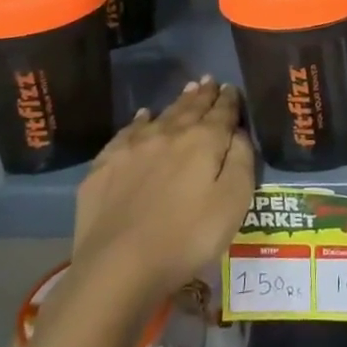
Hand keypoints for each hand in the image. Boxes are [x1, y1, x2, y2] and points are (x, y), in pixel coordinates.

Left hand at [71, 78, 255, 302]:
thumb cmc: (187, 238)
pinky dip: (140, 120)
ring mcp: (133, 147)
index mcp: (203, 141)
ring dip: (177, 102)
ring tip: (187, 90)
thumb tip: (238, 132)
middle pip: (191, 108)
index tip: (232, 88)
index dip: (229, 100)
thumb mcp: (233, 202)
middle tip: (209, 80)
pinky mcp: (105, 166)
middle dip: (203, 94)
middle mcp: (169, 134)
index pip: (222, 113)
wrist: (117, 266)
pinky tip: (143, 117)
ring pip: (162, 115)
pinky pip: (127, 132)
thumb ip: (241, 160)